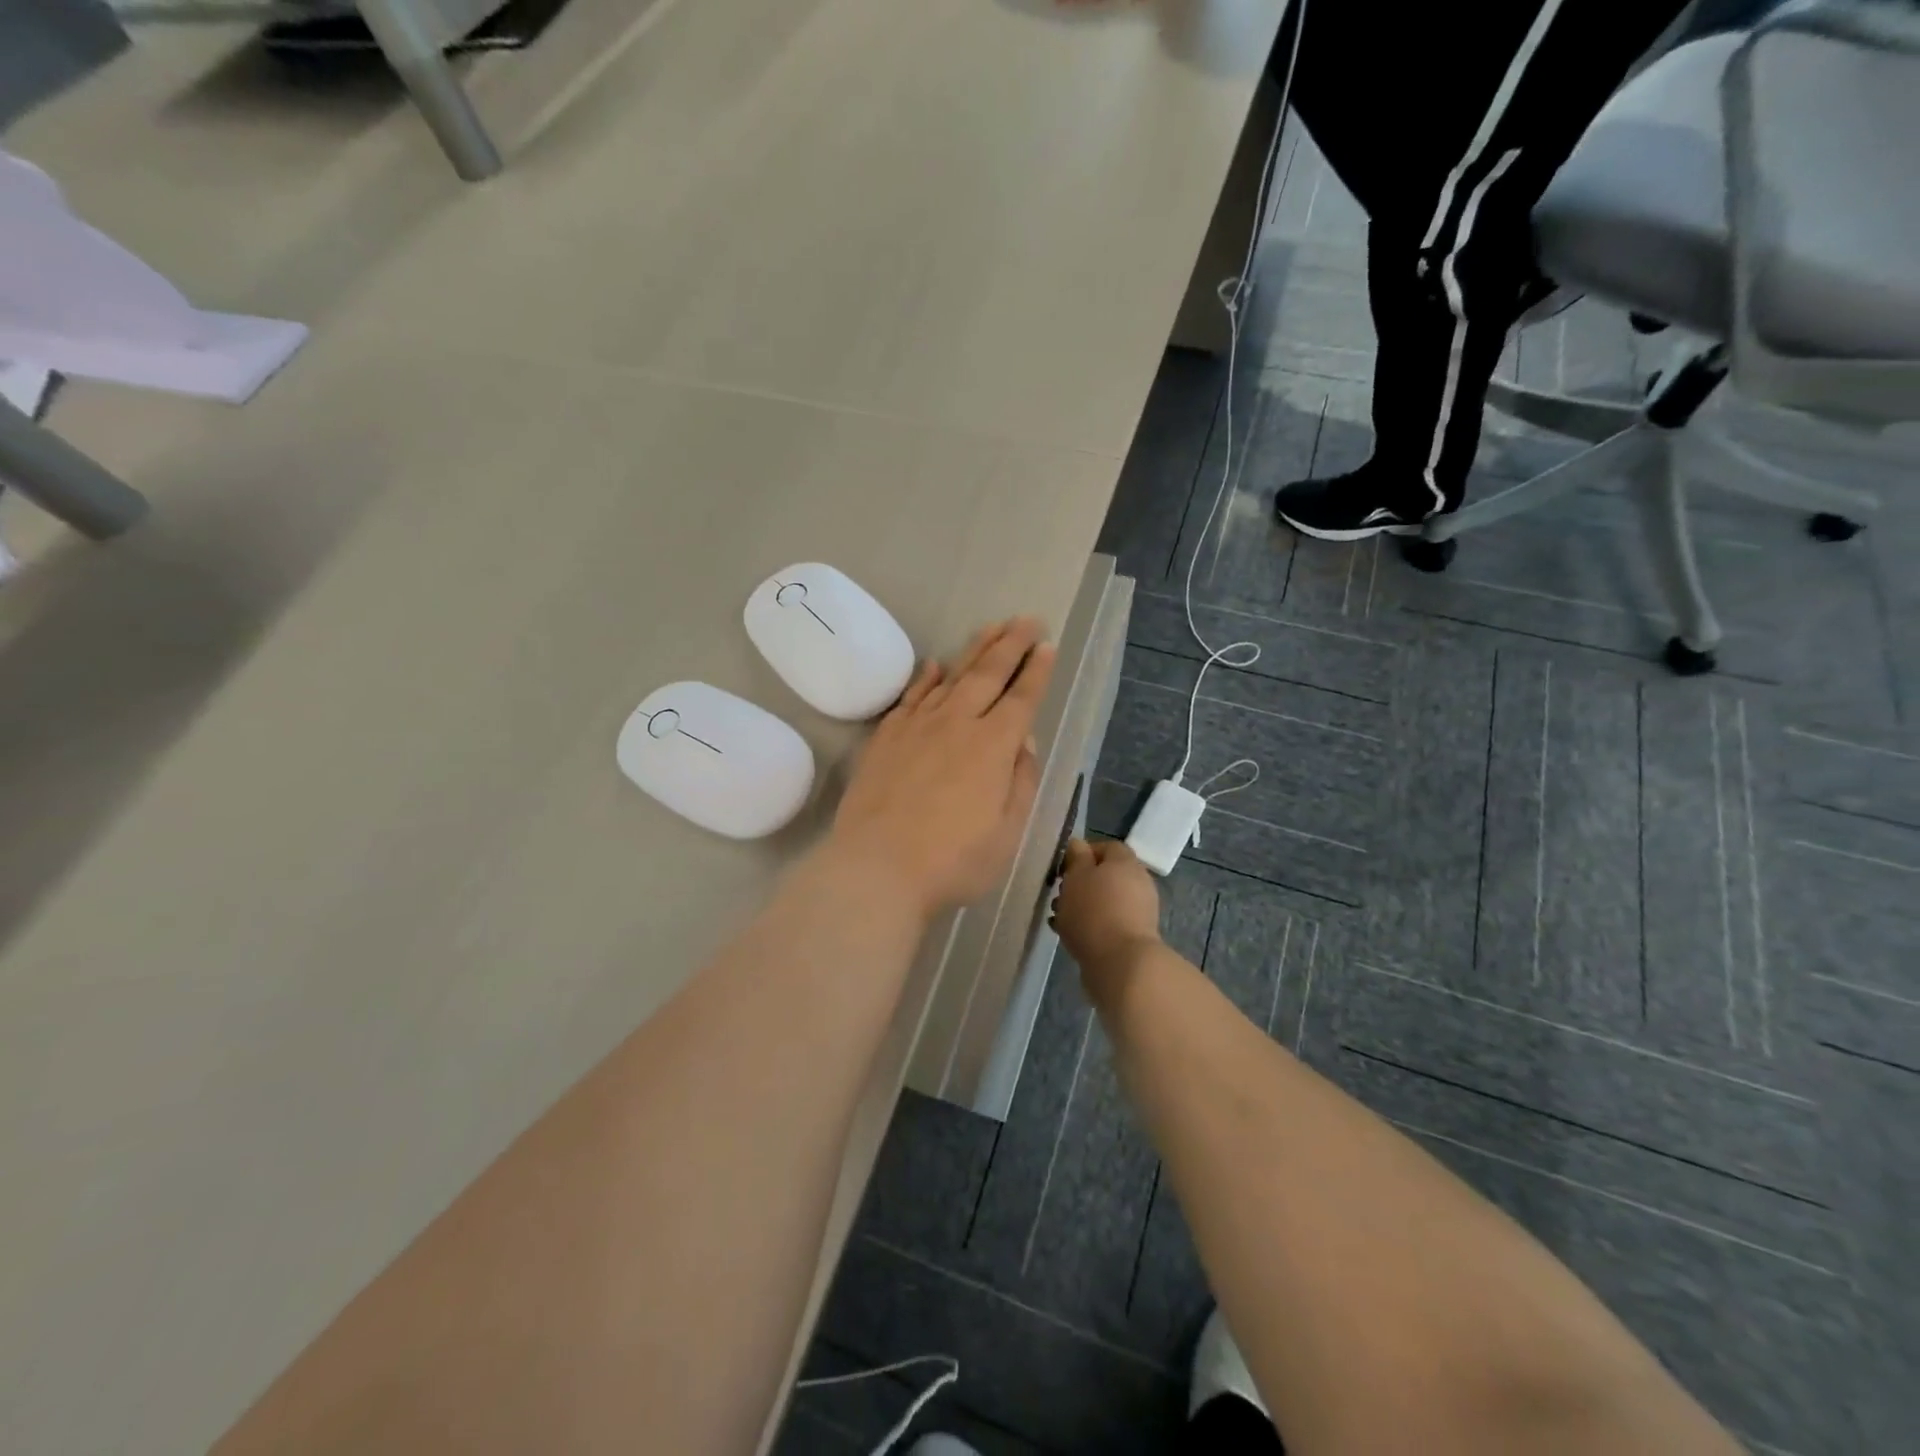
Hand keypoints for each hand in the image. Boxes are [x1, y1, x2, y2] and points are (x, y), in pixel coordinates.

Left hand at [826, 618, 1055, 917]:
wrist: (876, 867)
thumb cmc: (952, 860)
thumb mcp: (1007, 833)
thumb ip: (1021, 782)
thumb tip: (1024, 743)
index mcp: (993, 746)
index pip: (1021, 698)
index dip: (1037, 671)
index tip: (1047, 645)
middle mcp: (957, 724)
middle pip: (988, 674)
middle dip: (1011, 644)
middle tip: (1027, 619)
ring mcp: (917, 726)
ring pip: (951, 676)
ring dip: (974, 649)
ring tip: (991, 627)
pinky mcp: (886, 736)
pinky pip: (910, 696)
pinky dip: (925, 677)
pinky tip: (933, 665)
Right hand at [1050, 838, 1161, 982]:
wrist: (1121, 964)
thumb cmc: (1094, 911)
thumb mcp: (1077, 876)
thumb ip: (1076, 857)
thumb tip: (1079, 845)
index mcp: (1126, 862)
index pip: (1107, 846)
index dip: (1084, 853)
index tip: (1063, 867)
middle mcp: (1138, 882)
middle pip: (1106, 875)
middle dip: (1080, 882)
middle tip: (1059, 894)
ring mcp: (1139, 911)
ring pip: (1105, 900)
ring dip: (1082, 905)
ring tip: (1059, 917)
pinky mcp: (1134, 936)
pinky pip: (1108, 922)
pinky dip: (1090, 924)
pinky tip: (1070, 935)